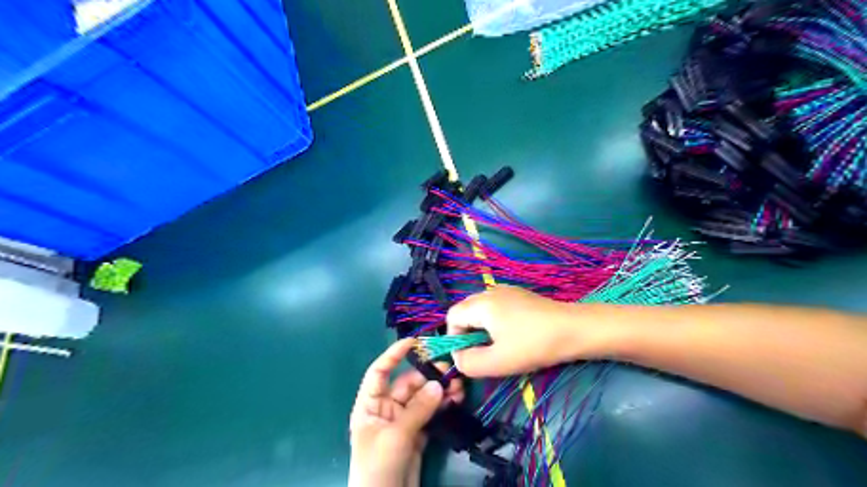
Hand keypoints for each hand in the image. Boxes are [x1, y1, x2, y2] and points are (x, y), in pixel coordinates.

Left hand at [347, 339, 464, 486]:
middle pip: (408, 384)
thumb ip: (418, 409)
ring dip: (440, 390)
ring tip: (459, 386)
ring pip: (423, 398)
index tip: (414, 342)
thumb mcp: (395, 436)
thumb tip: (439, 384)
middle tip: (451, 370)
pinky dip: (443, 405)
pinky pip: (431, 413)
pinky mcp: (418, 433)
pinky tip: (456, 399)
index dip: (394, 355)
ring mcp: (403, 421)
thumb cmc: (378, 466)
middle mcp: (386, 409)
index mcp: (370, 405)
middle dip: (428, 376)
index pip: (379, 372)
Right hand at [446, 287, 589, 378]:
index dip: (453, 338)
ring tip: (497, 346)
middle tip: (482, 353)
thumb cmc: (533, 345)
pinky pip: (495, 307)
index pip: (452, 316)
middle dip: (467, 333)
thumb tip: (458, 358)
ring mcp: (506, 291)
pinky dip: (494, 322)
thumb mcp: (498, 362)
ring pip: (481, 309)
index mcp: (481, 304)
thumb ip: (469, 363)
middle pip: (465, 311)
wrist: (574, 329)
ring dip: (481, 328)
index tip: (467, 357)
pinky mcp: (520, 295)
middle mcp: (490, 291)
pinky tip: (512, 335)